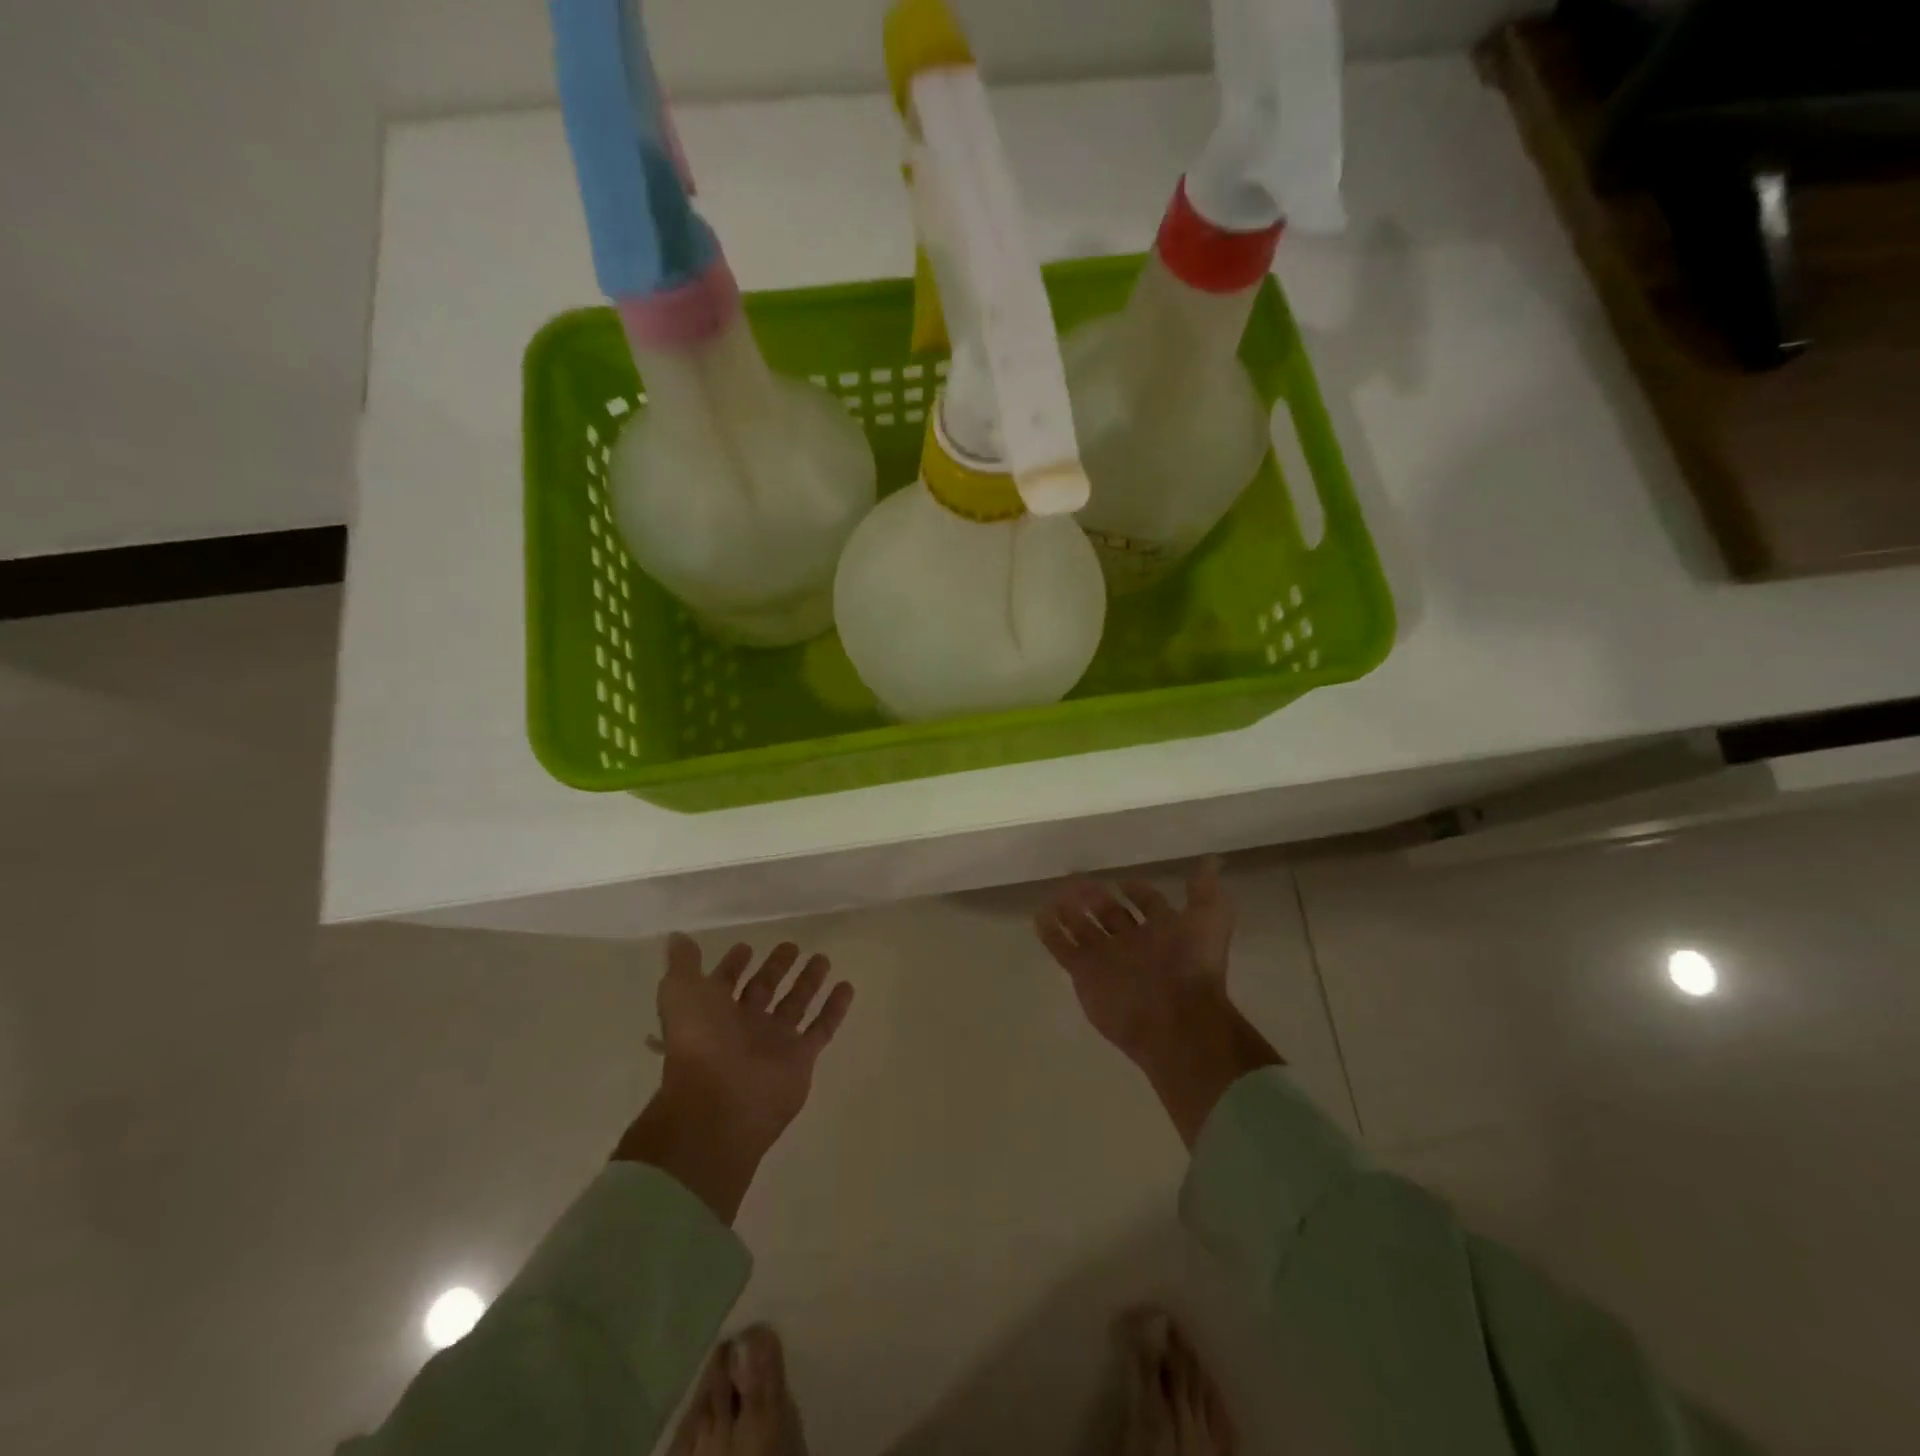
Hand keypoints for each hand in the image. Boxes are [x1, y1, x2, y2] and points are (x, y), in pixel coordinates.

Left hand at [614, 934, 853, 1221]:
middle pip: (764, 990)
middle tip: (791, 946)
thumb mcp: (681, 993)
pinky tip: (846, 986)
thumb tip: (677, 937)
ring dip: (808, 982)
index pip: (725, 983)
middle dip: (776, 968)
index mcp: (713, 1012)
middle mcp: (744, 1026)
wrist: (719, 1103)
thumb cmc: (699, 1042)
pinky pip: (822, 1028)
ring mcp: (774, 1042)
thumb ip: (683, 964)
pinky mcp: (801, 1058)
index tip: (746, 947)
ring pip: (795, 1004)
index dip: (733, 966)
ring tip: (822, 958)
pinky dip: (834, 1008)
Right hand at [1035, 858, 1279, 1147]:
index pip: (1148, 905)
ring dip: (1070, 911)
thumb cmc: (1192, 967)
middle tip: (1077, 879)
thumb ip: (1204, 890)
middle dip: (1096, 898)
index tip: (1123, 881)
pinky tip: (1039, 915)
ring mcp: (1106, 958)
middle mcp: (1133, 943)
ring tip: (1055, 894)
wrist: (1175, 1020)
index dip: (1138, 892)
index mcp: (1163, 931)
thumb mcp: (1209, 920)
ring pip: (1083, 929)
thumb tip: (1211, 860)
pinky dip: (1050, 933)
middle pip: (1110, 915)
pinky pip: (1062, 949)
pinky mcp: (1083, 973)